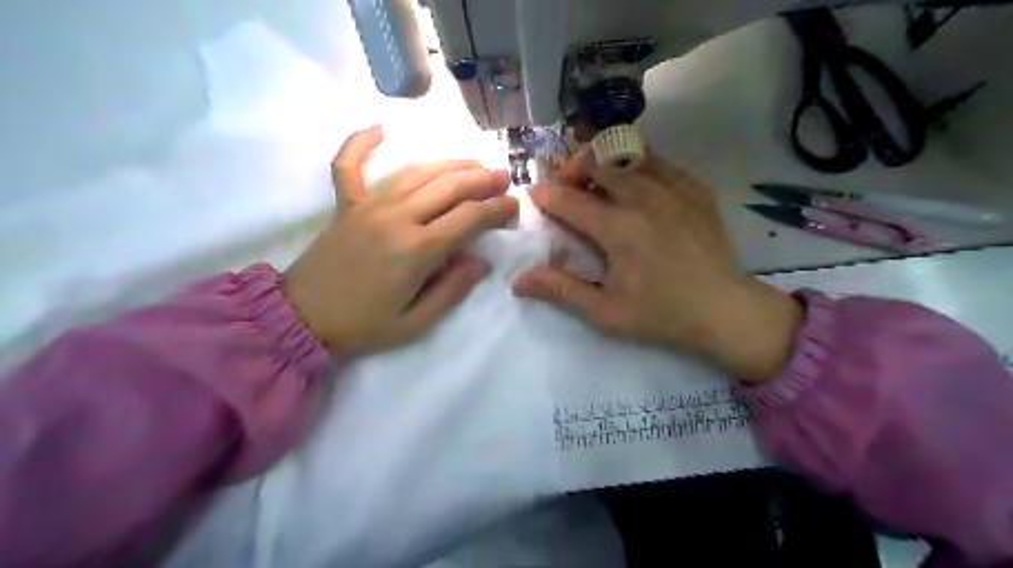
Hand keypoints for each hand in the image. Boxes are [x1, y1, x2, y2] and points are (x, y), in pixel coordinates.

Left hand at [287, 126, 516, 352]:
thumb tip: (480, 262)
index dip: (496, 209)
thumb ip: (452, 290)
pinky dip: (361, 143)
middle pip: (448, 187)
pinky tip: (379, 129)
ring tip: (473, 162)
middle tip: (503, 177)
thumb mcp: (415, 322)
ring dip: (448, 163)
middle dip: (481, 179)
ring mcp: (367, 206)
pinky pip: (349, 165)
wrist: (302, 318)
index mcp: (416, 250)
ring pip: (415, 172)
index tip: (513, 207)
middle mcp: (395, 217)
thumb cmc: (363, 325)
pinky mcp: (345, 205)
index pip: (468, 218)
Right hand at [510, 149, 803, 385]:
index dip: (545, 195)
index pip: (569, 200)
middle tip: (566, 188)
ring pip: (628, 154)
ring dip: (605, 162)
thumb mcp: (606, 312)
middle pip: (596, 162)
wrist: (724, 310)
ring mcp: (674, 189)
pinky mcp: (695, 189)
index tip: (534, 195)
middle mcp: (644, 198)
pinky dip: (638, 166)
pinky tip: (637, 186)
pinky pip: (659, 162)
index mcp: (618, 228)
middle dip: (572, 169)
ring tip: (598, 182)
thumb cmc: (661, 314)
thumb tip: (517, 280)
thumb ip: (561, 290)